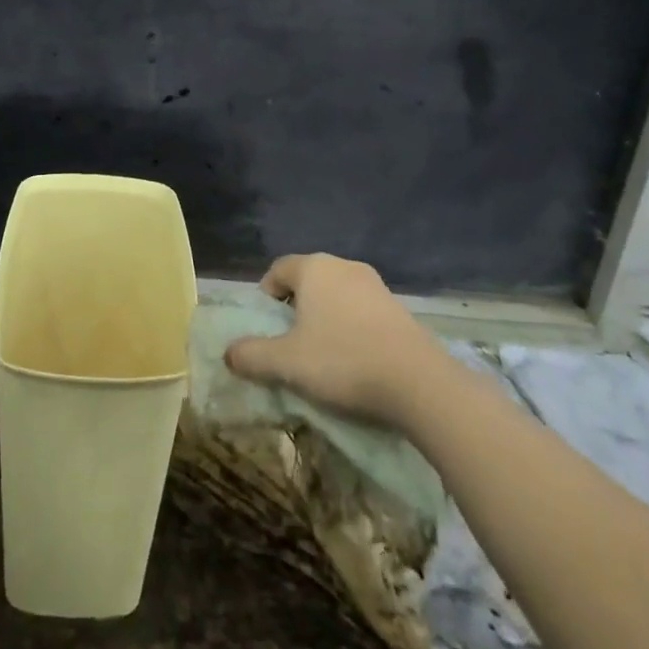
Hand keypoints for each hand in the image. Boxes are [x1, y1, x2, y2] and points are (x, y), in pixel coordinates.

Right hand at [224, 253, 445, 428]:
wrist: (420, 383)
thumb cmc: (343, 361)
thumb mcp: (287, 363)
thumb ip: (252, 356)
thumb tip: (228, 353)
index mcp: (313, 268)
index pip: (278, 270)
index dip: (266, 295)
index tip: (267, 327)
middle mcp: (343, 266)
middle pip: (308, 279)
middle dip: (296, 306)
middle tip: (292, 341)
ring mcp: (375, 284)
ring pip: (337, 294)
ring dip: (326, 317)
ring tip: (324, 353)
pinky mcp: (399, 307)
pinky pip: (363, 309)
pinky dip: (353, 326)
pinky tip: (357, 358)